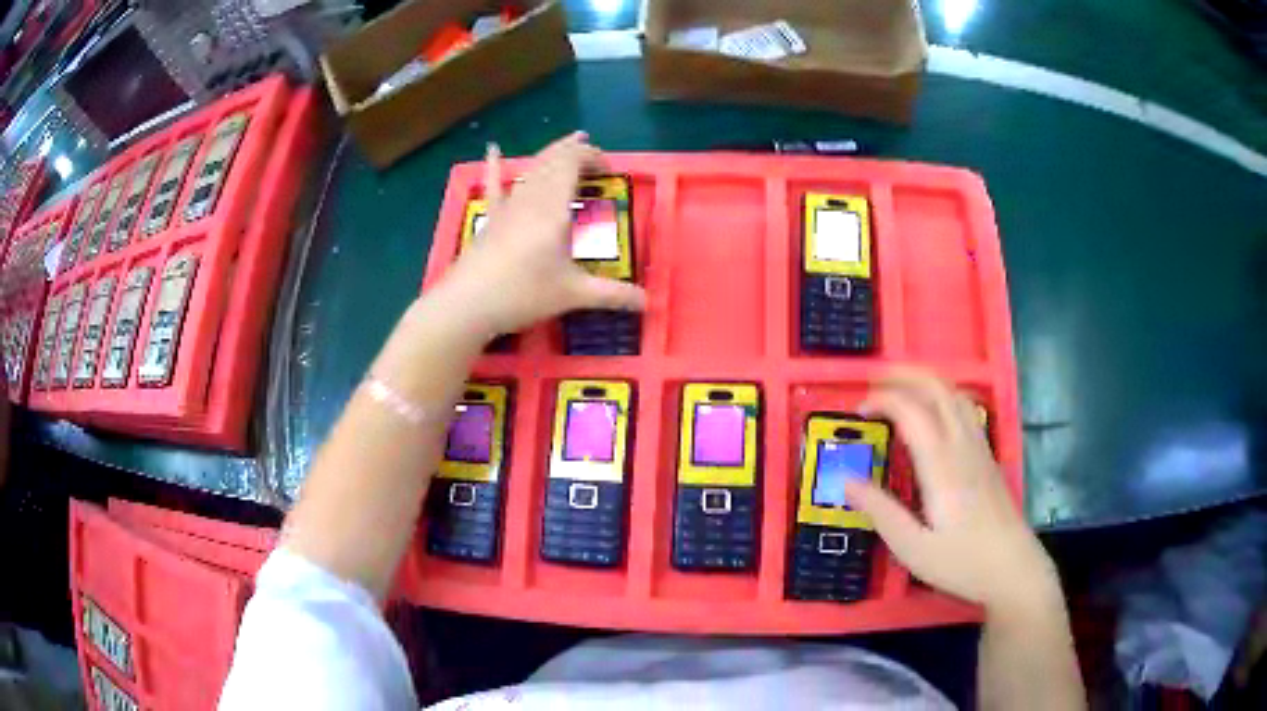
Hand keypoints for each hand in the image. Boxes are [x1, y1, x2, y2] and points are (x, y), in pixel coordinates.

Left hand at [437, 132, 645, 337]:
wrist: (469, 303)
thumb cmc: (524, 293)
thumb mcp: (572, 294)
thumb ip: (612, 295)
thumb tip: (648, 303)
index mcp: (554, 207)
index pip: (573, 163)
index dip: (592, 157)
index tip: (609, 170)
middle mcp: (531, 198)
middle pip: (554, 160)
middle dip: (576, 152)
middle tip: (594, 155)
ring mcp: (507, 205)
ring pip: (532, 168)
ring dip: (551, 153)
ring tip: (567, 143)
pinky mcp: (490, 218)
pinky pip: (493, 184)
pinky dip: (495, 165)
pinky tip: (492, 148)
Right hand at [844, 367, 1058, 614]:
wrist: (1013, 568)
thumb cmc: (961, 562)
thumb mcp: (912, 548)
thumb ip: (880, 512)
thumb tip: (846, 480)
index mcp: (942, 465)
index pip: (912, 410)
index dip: (882, 399)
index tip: (857, 412)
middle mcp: (962, 445)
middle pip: (937, 388)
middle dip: (904, 375)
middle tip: (874, 382)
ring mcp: (979, 447)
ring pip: (955, 393)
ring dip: (925, 381)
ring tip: (899, 389)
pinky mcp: (987, 456)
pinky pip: (965, 408)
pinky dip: (942, 395)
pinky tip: (933, 413)